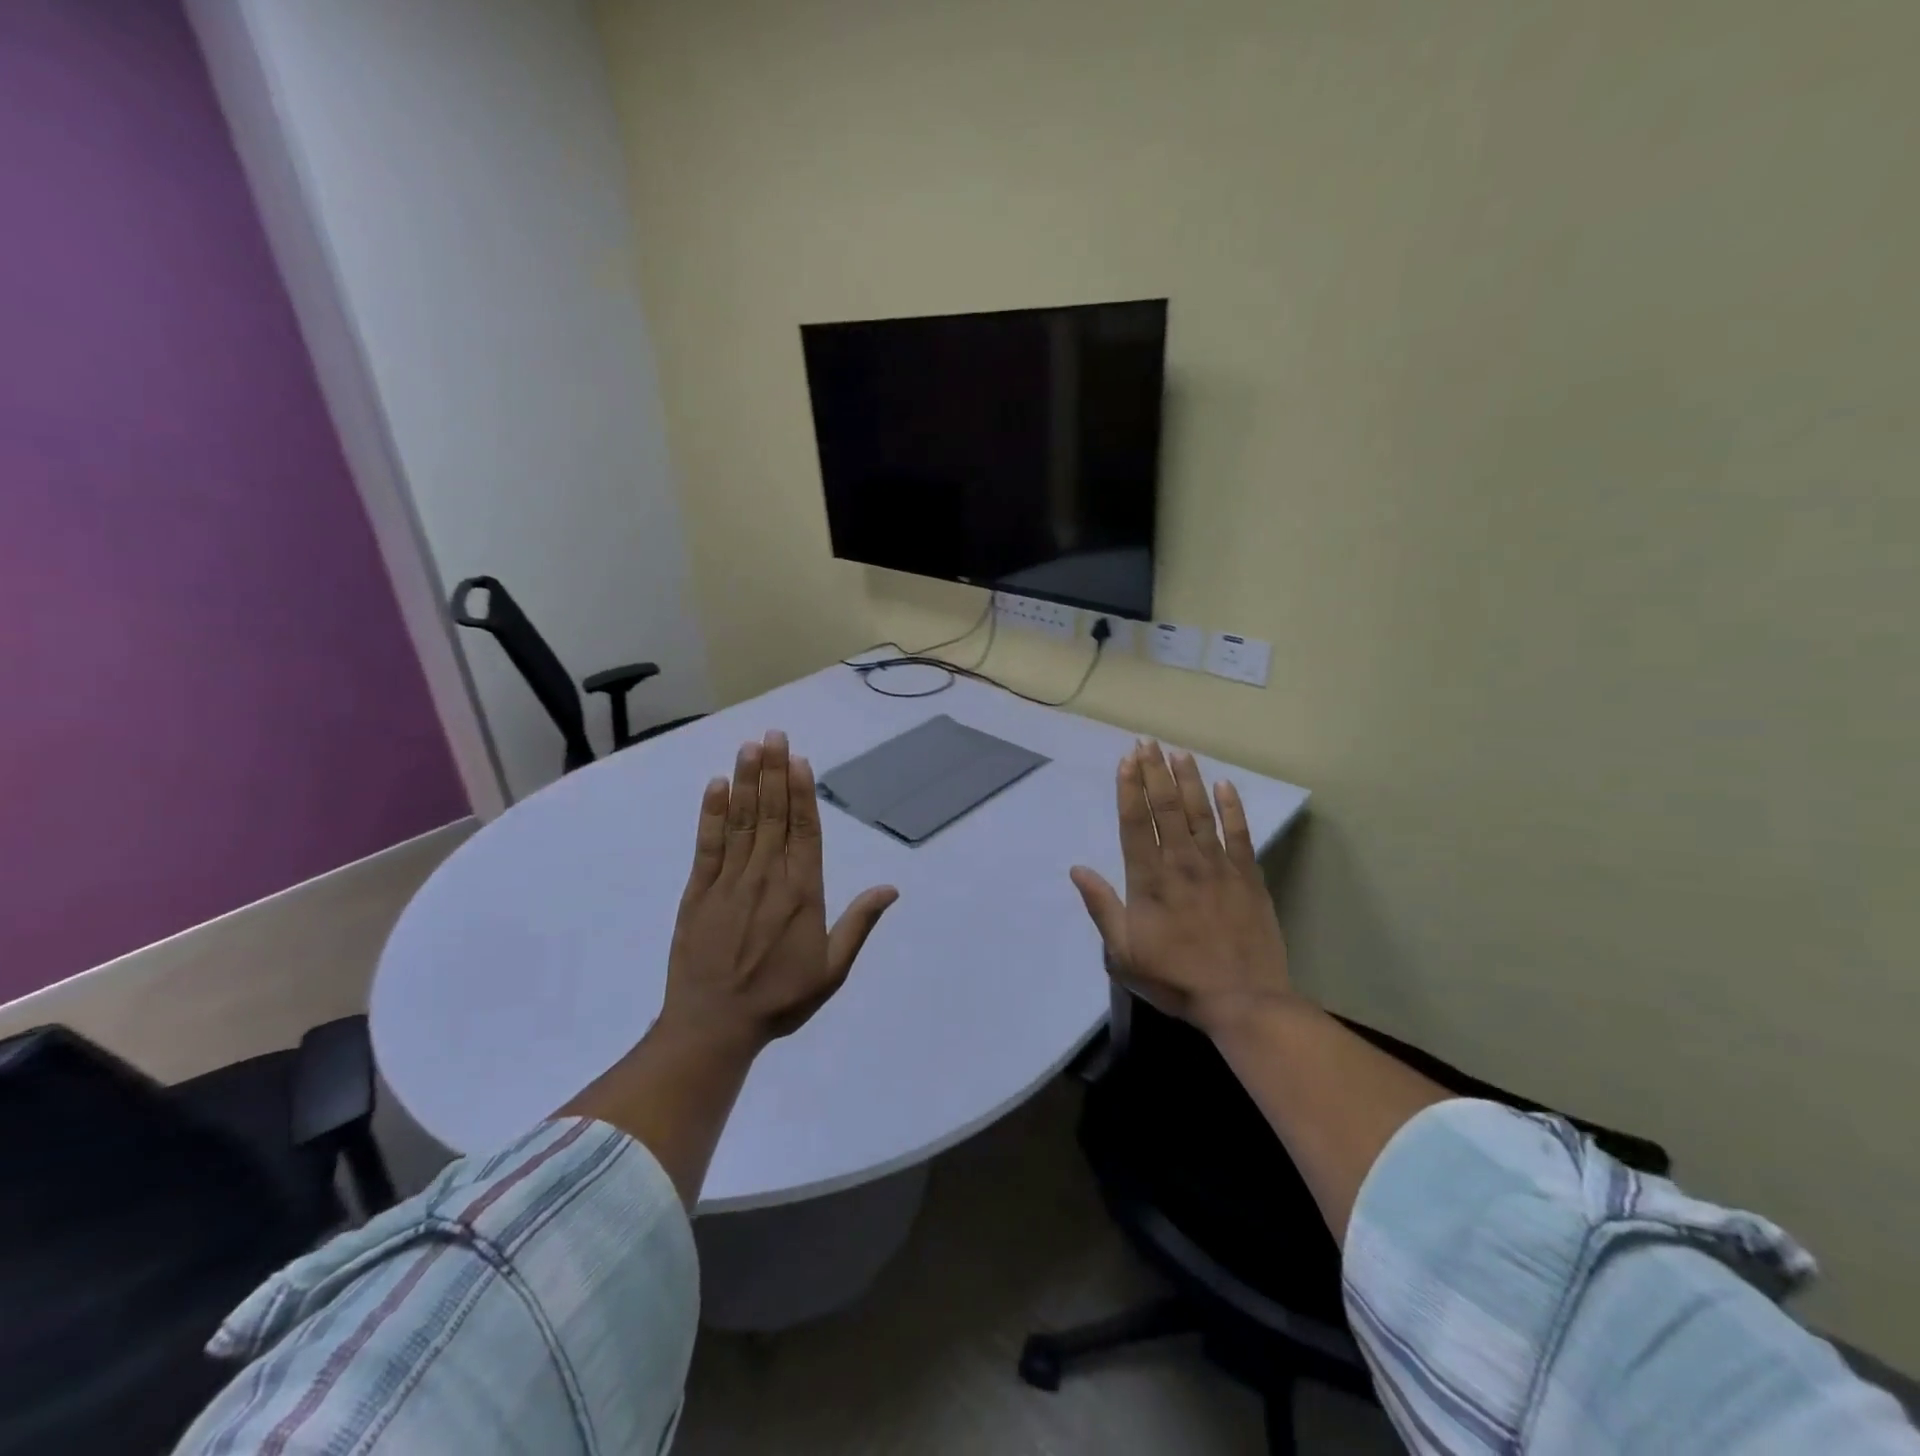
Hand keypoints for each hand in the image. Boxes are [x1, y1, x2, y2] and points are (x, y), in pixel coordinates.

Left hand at [659, 730, 897, 1051]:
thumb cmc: (780, 998)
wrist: (714, 1026)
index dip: (802, 792)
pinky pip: (708, 845)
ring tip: (750, 746)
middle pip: (773, 814)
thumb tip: (890, 888)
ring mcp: (730, 881)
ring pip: (743, 821)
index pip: (805, 830)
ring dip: (747, 781)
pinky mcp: (698, 891)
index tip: (798, 759)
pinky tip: (716, 786)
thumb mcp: (832, 969)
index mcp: (802, 892)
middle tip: (773, 734)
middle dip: (774, 772)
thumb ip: (859, 924)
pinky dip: (712, 814)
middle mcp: (768, 876)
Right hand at [1070, 741, 1293, 1034]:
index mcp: (1149, 880)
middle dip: (1155, 772)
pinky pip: (1240, 834)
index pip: (1136, 822)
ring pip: (1201, 813)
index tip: (1127, 760)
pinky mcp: (1248, 876)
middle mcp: (1182, 863)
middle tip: (1148, 743)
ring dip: (1189, 780)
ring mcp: (1218, 867)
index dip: (1130, 788)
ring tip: (1179, 753)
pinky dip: (1232, 808)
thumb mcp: (1123, 952)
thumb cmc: (1175, 978)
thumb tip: (1077, 869)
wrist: (1242, 1000)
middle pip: (1166, 808)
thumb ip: (1102, 907)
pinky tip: (1225, 785)